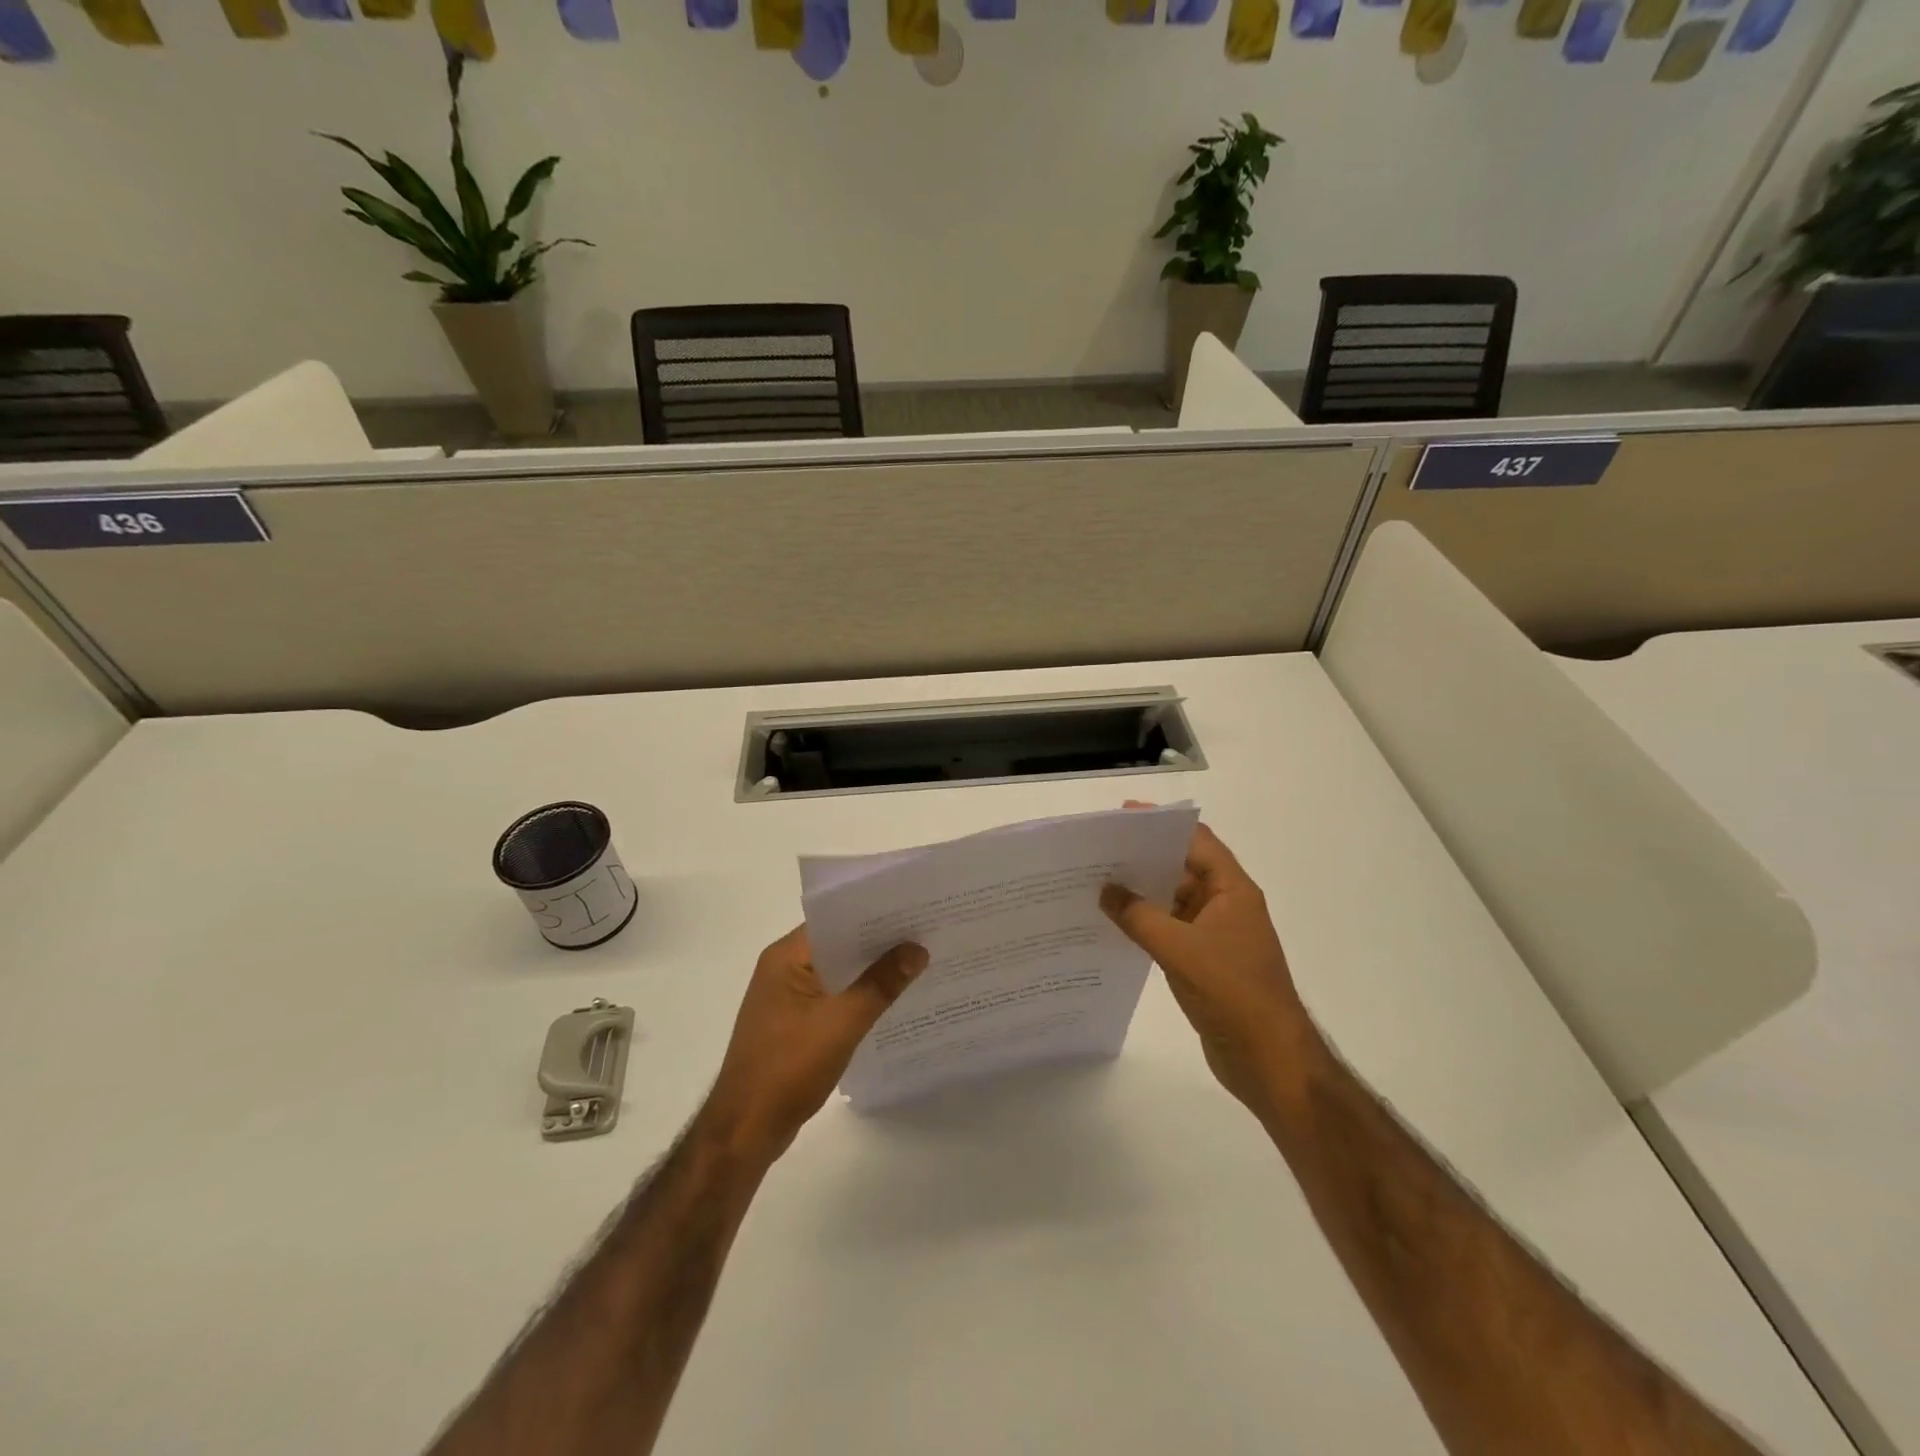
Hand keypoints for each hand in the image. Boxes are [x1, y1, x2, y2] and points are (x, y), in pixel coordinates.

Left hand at [701, 925, 926, 1165]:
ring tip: (917, 963)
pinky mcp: (793, 1024)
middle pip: (838, 945)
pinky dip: (858, 997)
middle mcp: (783, 969)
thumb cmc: (788, 1068)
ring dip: (870, 972)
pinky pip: (833, 998)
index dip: (874, 914)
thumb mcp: (842, 1023)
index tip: (913, 910)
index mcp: (785, 957)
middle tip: (925, 934)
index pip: (835, 920)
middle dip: (878, 943)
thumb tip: (917, 949)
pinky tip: (891, 1002)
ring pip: (837, 974)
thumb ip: (880, 984)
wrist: (745, 1131)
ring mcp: (787, 999)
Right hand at [1101, 812, 1314, 1110]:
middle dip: (1144, 859)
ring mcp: (1216, 935)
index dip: (1162, 825)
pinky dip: (1146, 923)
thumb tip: (1106, 891)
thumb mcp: (1180, 949)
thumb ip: (1139, 916)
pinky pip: (1170, 930)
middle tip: (1099, 851)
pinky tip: (1114, 923)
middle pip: (1182, 868)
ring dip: (1142, 893)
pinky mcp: (1205, 961)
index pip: (1196, 842)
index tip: (1122, 816)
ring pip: (1174, 901)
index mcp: (1232, 890)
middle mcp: (1226, 905)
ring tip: (1097, 883)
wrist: (1268, 1059)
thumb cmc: (1232, 992)